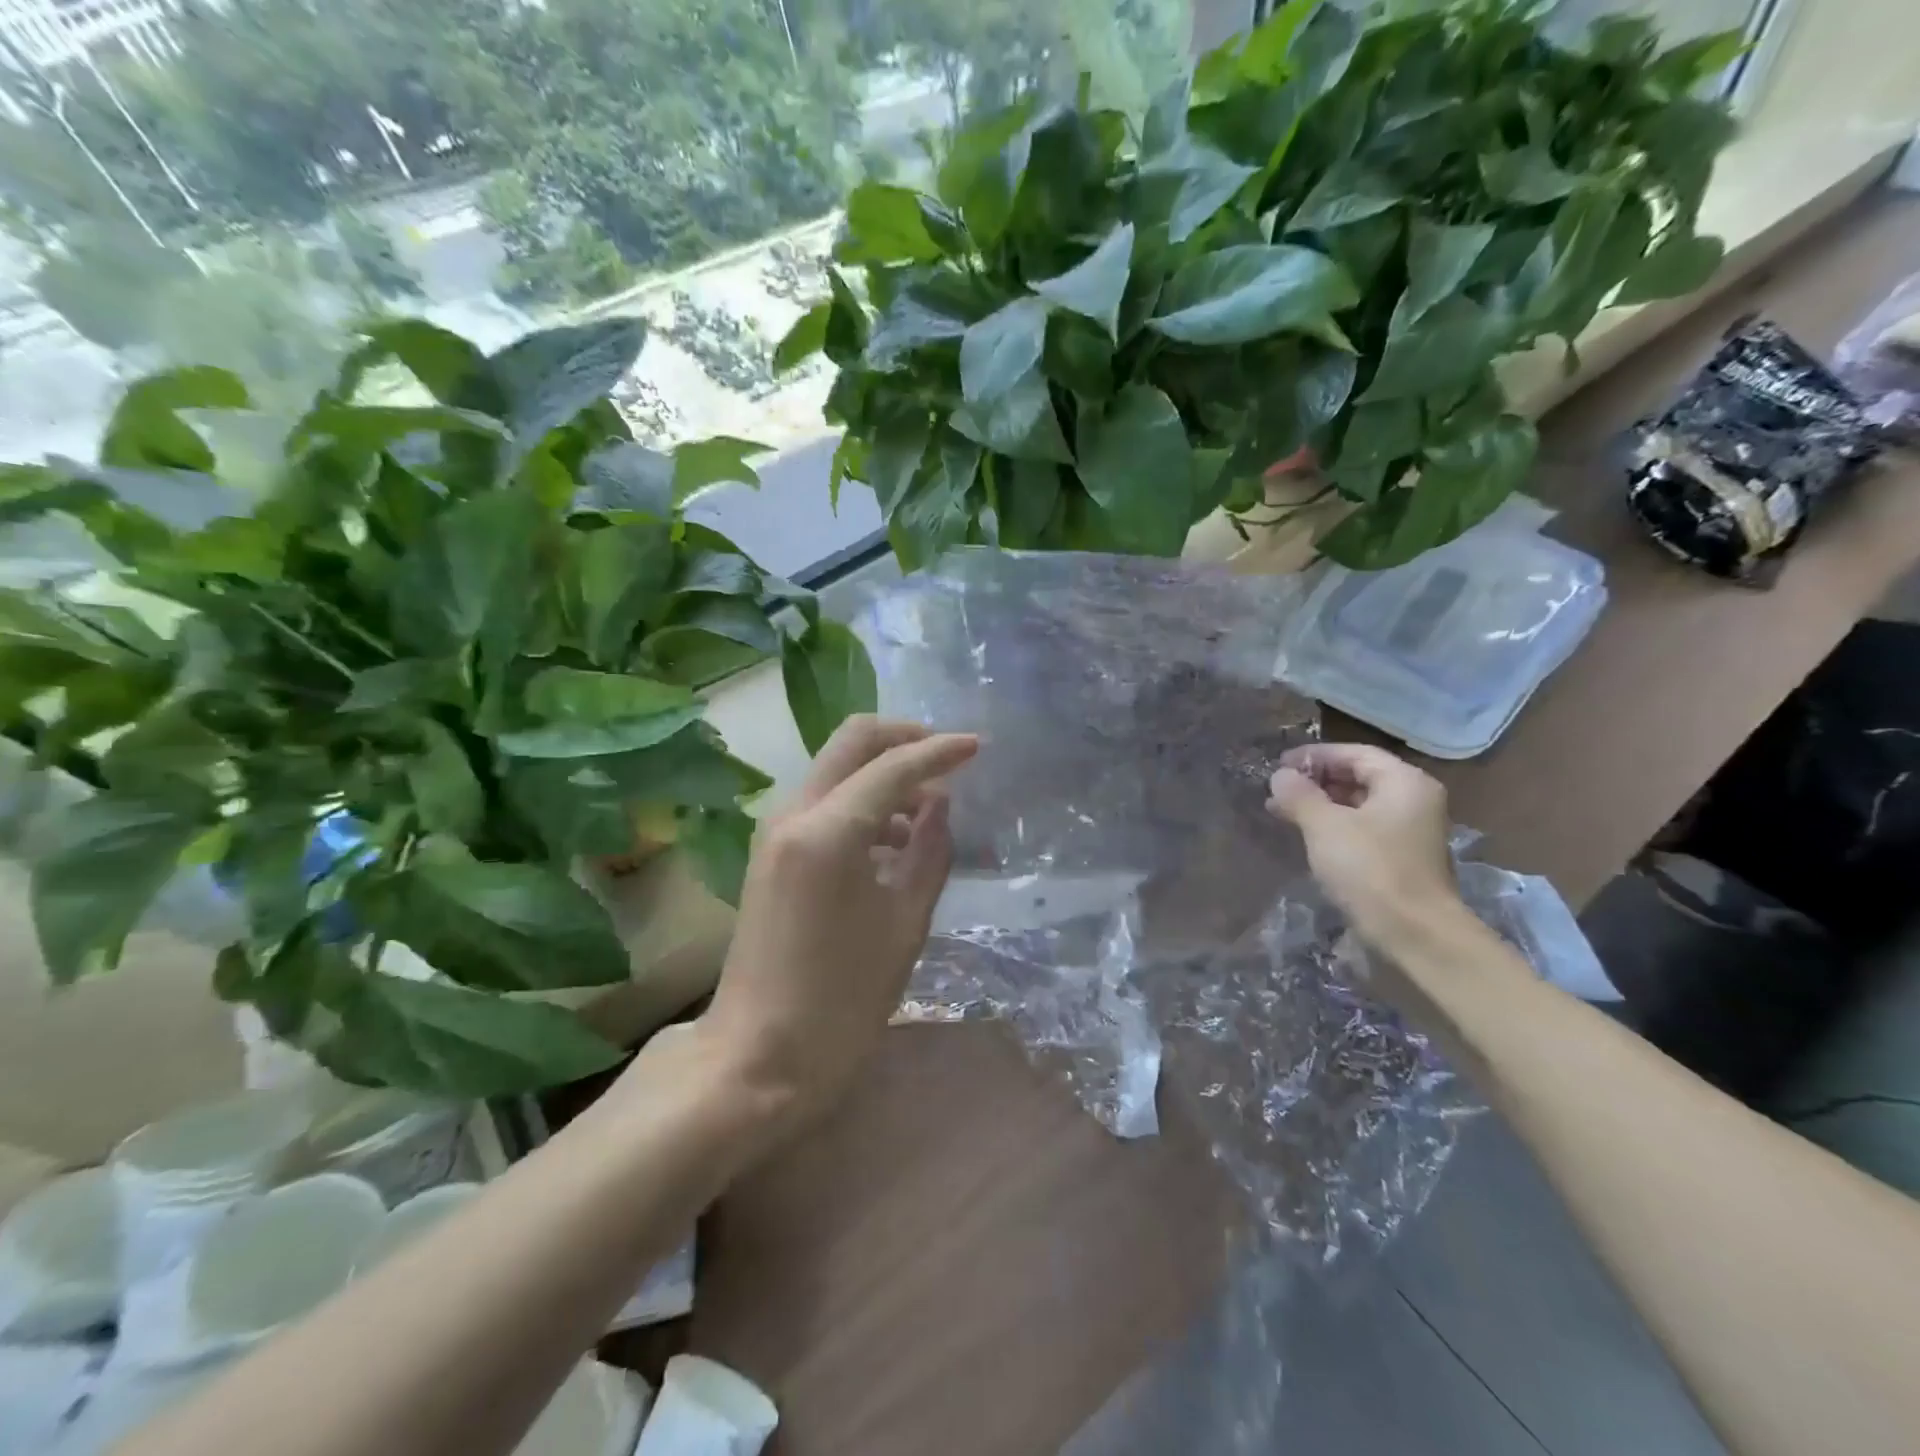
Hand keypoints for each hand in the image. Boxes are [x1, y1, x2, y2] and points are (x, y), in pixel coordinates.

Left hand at [701, 716, 977, 1122]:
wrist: (757, 1057)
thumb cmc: (842, 1000)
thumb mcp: (905, 924)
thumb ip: (929, 851)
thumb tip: (941, 803)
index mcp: (829, 831)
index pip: (894, 765)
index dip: (940, 751)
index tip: (979, 746)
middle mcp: (795, 813)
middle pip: (853, 740)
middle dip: (905, 738)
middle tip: (949, 760)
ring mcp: (776, 830)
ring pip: (836, 767)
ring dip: (883, 772)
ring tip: (930, 813)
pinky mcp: (770, 852)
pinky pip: (824, 801)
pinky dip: (862, 802)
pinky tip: (894, 842)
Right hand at [1265, 743, 1462, 948]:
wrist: (1415, 935)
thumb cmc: (1370, 870)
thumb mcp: (1325, 826)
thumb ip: (1299, 795)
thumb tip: (1280, 776)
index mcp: (1404, 782)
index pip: (1354, 754)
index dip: (1314, 756)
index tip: (1279, 766)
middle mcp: (1414, 800)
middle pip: (1359, 777)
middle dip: (1315, 781)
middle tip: (1277, 790)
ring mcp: (1410, 831)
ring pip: (1359, 805)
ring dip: (1321, 805)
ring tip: (1283, 812)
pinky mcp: (1402, 859)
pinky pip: (1363, 829)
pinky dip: (1334, 827)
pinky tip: (1307, 837)